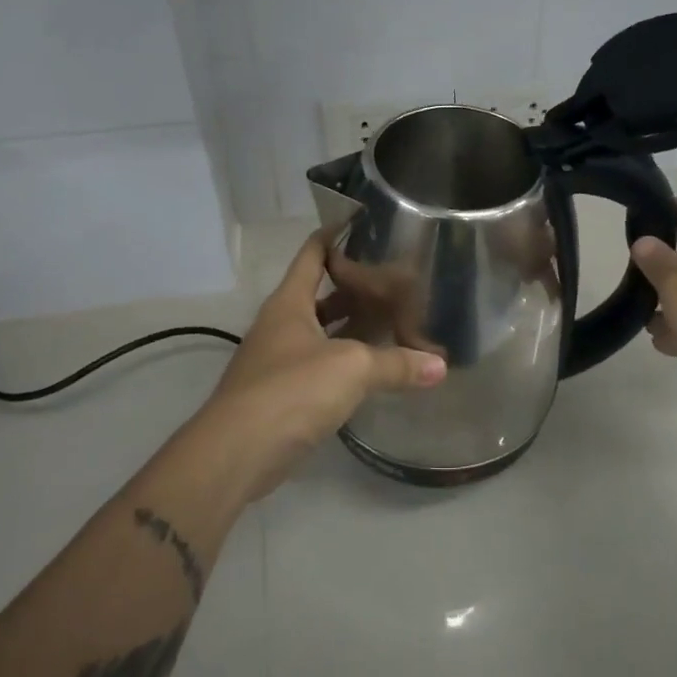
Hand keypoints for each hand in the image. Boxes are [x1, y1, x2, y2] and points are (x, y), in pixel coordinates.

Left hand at [193, 230, 445, 500]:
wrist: (236, 453)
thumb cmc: (291, 390)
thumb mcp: (351, 368)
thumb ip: (396, 364)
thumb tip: (440, 366)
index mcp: (289, 303)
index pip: (312, 253)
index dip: (336, 234)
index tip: (367, 223)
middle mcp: (282, 325)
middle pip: (321, 293)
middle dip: (356, 285)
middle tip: (398, 278)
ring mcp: (280, 360)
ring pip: (324, 332)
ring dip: (354, 327)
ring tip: (395, 318)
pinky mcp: (284, 394)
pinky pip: (323, 366)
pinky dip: (348, 362)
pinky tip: (376, 368)